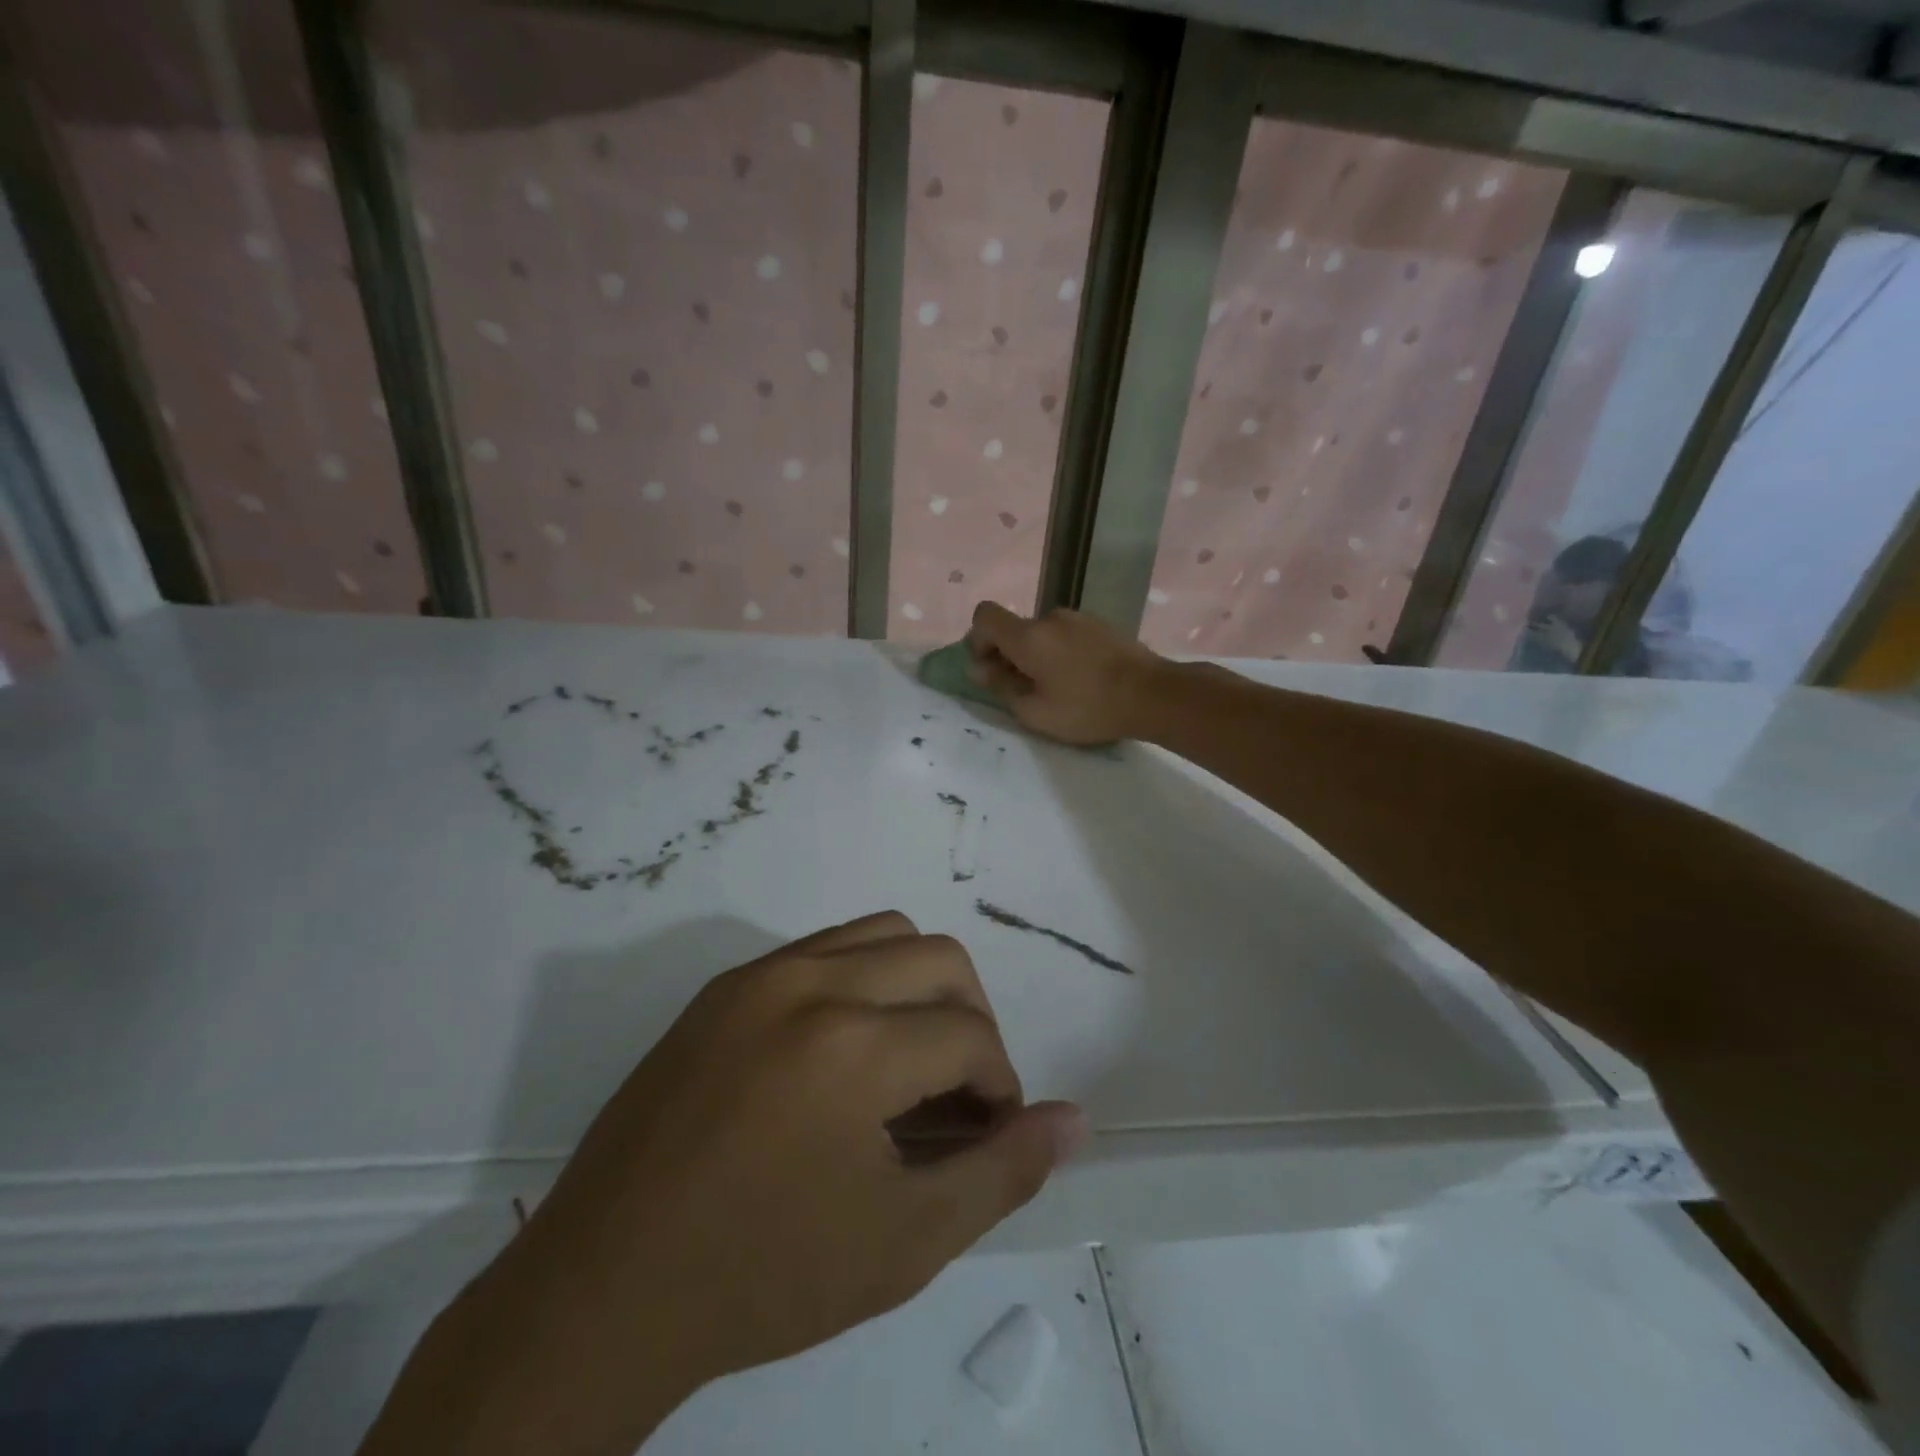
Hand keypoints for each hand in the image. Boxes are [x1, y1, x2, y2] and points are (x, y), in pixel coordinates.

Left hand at [359, 913, 1084, 1455]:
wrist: (605, 1288)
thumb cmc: (765, 1276)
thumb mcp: (905, 1241)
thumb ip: (1003, 1172)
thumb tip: (1077, 1120)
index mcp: (855, 1045)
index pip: (972, 1035)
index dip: (1000, 1087)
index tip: (986, 1134)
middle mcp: (812, 983)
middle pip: (940, 959)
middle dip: (972, 1025)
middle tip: (955, 1098)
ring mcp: (761, 974)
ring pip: (884, 933)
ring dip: (920, 988)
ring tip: (905, 1065)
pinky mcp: (725, 985)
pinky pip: (825, 948)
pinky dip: (863, 980)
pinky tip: (844, 1054)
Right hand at [967, 602, 1169, 745]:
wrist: (1152, 694)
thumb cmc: (1088, 707)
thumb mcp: (1035, 712)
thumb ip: (1001, 687)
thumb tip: (979, 669)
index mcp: (1028, 635)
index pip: (985, 616)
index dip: (978, 641)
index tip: (991, 669)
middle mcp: (1050, 617)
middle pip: (1015, 628)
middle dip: (1010, 655)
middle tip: (1025, 690)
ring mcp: (1079, 619)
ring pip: (1043, 634)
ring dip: (1039, 656)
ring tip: (1058, 689)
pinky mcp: (1102, 626)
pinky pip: (1068, 636)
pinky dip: (1063, 653)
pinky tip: (1082, 680)